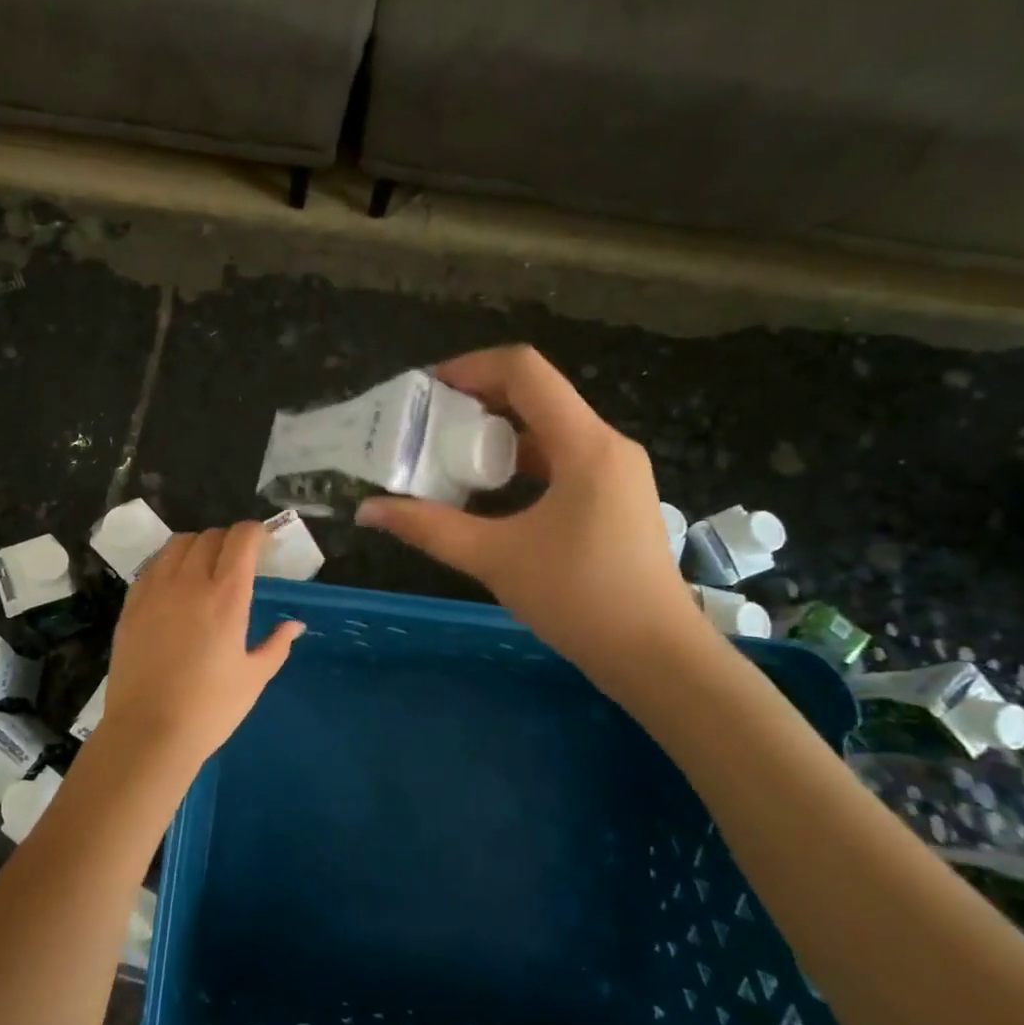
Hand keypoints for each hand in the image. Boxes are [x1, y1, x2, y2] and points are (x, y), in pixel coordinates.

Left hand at [95, 521, 305, 781]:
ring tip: (205, 567)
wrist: (148, 733)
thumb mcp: (254, 678)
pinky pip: (152, 566)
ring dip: (197, 546)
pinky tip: (175, 585)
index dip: (255, 533)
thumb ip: (277, 645)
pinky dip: (169, 563)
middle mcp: (189, 581)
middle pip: (210, 536)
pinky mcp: (130, 604)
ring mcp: (155, 590)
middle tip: (239, 561)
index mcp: (226, 596)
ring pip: (177, 544)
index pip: (241, 538)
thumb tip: (294, 625)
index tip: (264, 544)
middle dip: (229, 540)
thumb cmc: (210, 709)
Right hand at [356, 345, 710, 702]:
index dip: (470, 367)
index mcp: (584, 444)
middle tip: (425, 426)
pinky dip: (519, 463)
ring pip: (548, 429)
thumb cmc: (579, 598)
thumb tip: (368, 510)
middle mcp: (606, 445)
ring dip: (496, 435)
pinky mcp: (614, 498)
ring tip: (446, 457)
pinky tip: (486, 492)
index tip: (425, 392)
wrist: (655, 657)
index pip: (525, 371)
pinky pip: (560, 459)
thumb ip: (428, 527)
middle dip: (476, 402)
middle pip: (536, 395)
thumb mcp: (494, 558)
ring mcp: (615, 472)